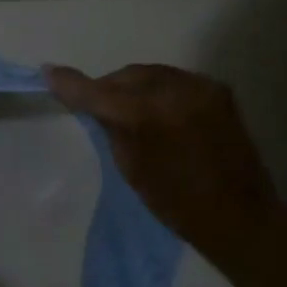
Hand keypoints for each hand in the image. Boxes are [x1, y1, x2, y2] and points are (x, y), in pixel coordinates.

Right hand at [44, 62, 277, 253]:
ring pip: (151, 75)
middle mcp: (176, 90)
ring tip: (124, 108)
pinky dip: (157, 90)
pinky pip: (174, 81)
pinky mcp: (217, 90)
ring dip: (132, 87)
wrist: (239, 214)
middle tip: (93, 106)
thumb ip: (113, 128)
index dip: (71, 84)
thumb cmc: (176, 202)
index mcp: (149, 114)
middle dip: (107, 87)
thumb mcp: (132, 168)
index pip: (100, 92)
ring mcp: (200, 87)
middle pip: (127, 76)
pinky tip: (154, 110)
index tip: (48, 72)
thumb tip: (97, 106)